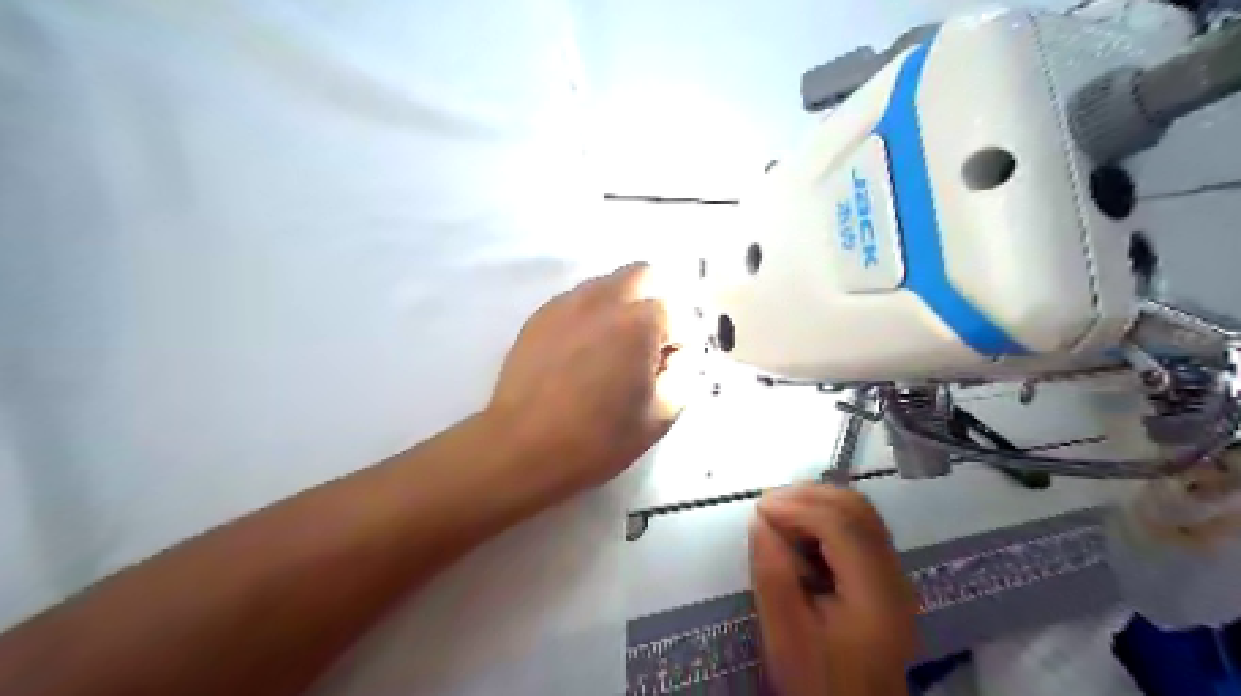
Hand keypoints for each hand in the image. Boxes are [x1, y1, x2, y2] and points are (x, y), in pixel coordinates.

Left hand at [486, 261, 693, 493]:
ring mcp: (567, 304)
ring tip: (609, 350)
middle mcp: (605, 300)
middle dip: (653, 303)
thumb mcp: (661, 417)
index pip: (677, 313)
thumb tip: (677, 354)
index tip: (664, 370)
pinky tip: (579, 353)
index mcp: (640, 323)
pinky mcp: (540, 315)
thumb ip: (683, 374)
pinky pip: (576, 301)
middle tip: (645, 345)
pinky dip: (589, 316)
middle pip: (643, 275)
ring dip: (621, 306)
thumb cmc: (598, 438)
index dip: (677, 343)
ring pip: (607, 283)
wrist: (522, 448)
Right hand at [751, 484, 912, 694]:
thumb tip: (760, 520)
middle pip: (857, 509)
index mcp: (875, 594)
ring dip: (818, 501)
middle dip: (808, 496)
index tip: (759, 509)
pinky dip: (827, 516)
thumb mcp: (785, 635)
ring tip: (779, 512)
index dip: (798, 507)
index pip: (842, 526)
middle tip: (767, 505)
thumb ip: (772, 575)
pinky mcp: (885, 577)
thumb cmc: (818, 680)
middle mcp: (894, 576)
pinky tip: (800, 528)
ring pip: (861, 513)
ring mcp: (895, 574)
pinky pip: (860, 527)